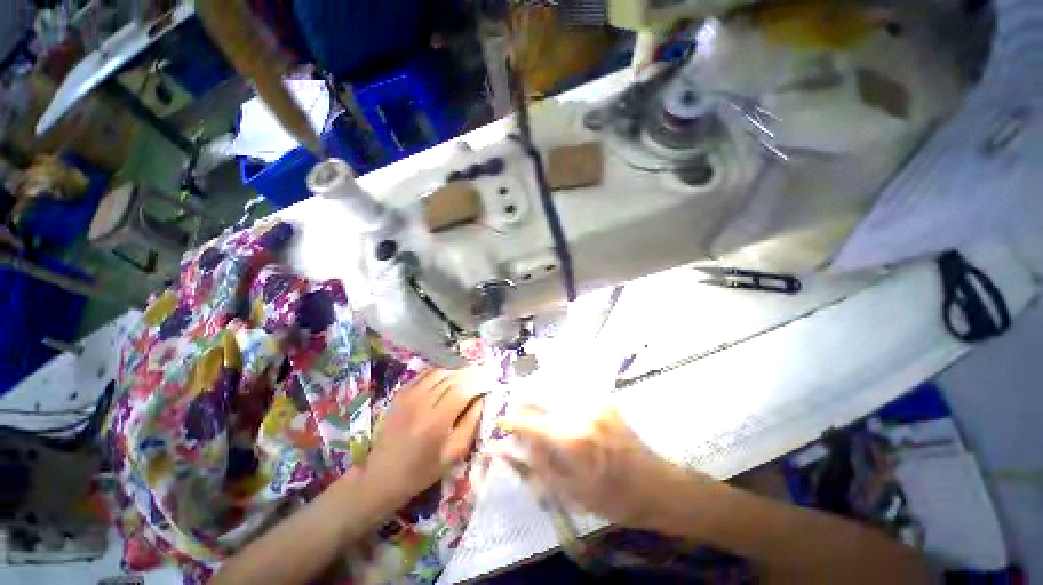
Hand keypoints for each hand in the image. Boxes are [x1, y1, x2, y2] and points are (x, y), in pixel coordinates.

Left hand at [364, 369, 485, 508]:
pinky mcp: (401, 393)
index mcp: (435, 422)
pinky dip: (441, 371)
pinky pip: (425, 374)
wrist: (381, 475)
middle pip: (452, 378)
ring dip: (457, 371)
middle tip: (484, 374)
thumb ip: (471, 423)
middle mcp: (421, 403)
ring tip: (469, 374)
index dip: (479, 383)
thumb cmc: (422, 470)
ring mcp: (408, 395)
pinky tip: (449, 375)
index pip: (462, 390)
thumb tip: (482, 398)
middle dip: (471, 373)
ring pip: (439, 371)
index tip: (490, 381)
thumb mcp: (454, 453)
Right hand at [498, 405, 705, 529]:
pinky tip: (561, 415)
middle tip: (519, 422)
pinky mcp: (603, 399)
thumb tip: (506, 447)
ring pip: (554, 391)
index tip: (499, 423)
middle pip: (540, 398)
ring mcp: (594, 401)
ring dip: (541, 403)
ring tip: (538, 418)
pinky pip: (571, 393)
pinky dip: (559, 402)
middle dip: (524, 408)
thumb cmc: (612, 499)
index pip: (529, 421)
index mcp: (572, 438)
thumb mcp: (568, 492)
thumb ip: (535, 465)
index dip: (510, 421)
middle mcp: (580, 411)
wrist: (656, 486)